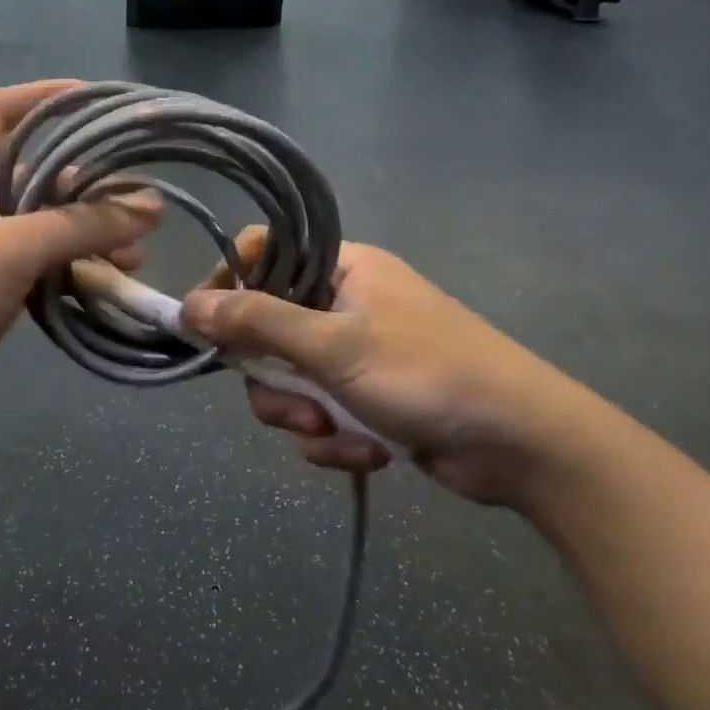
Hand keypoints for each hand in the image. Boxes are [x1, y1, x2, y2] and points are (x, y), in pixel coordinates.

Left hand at [0, 80, 158, 453]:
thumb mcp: (13, 248)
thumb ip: (83, 225)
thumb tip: (151, 206)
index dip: (39, 96)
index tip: (91, 99)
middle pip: (30, 173)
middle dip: (84, 183)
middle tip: (136, 200)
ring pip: (39, 228)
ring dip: (85, 234)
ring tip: (136, 253)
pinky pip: (36, 270)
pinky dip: (70, 271)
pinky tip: (104, 285)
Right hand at [181, 229, 594, 505]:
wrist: (522, 444)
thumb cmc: (428, 374)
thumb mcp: (335, 347)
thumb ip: (258, 324)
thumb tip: (188, 307)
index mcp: (342, 270)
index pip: (262, 256)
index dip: (229, 287)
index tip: (207, 328)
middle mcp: (344, 305)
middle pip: (267, 331)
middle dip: (275, 380)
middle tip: (297, 405)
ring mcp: (356, 355)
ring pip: (289, 382)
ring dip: (303, 417)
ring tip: (337, 433)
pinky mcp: (367, 400)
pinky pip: (319, 415)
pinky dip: (333, 439)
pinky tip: (366, 452)